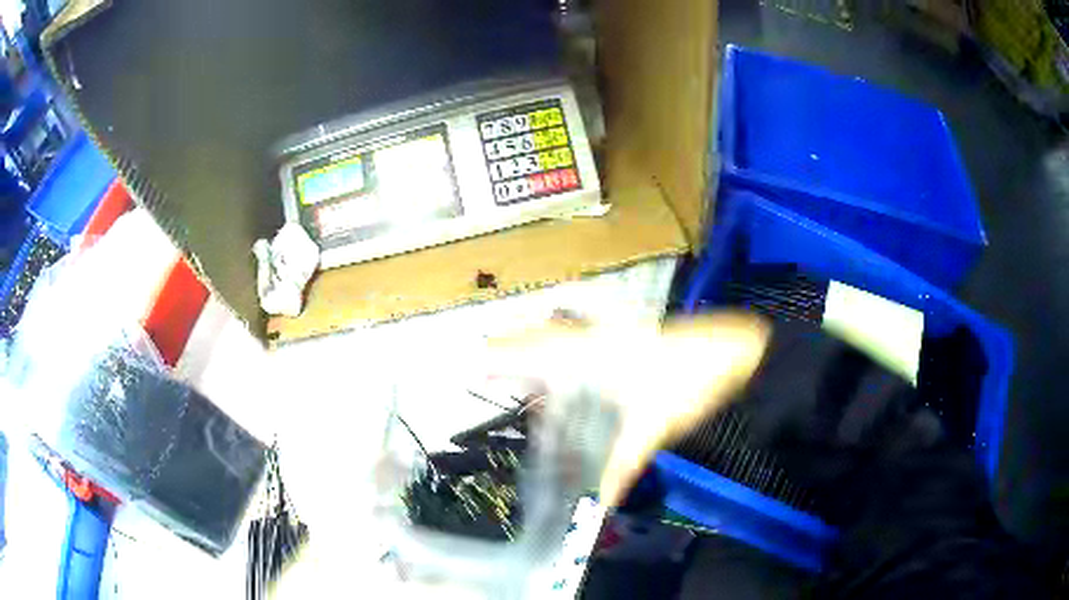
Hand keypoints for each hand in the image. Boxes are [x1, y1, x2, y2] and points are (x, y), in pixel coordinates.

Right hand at [486, 312, 770, 505]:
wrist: (736, 354)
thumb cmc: (689, 383)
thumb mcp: (652, 429)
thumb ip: (622, 466)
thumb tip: (601, 502)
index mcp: (595, 356)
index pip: (537, 353)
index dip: (503, 357)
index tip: (473, 361)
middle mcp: (600, 340)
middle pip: (545, 337)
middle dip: (513, 346)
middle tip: (485, 358)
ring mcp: (620, 336)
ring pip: (567, 336)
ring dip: (540, 345)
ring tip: (517, 359)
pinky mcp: (637, 340)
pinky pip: (588, 342)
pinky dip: (570, 350)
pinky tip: (571, 366)